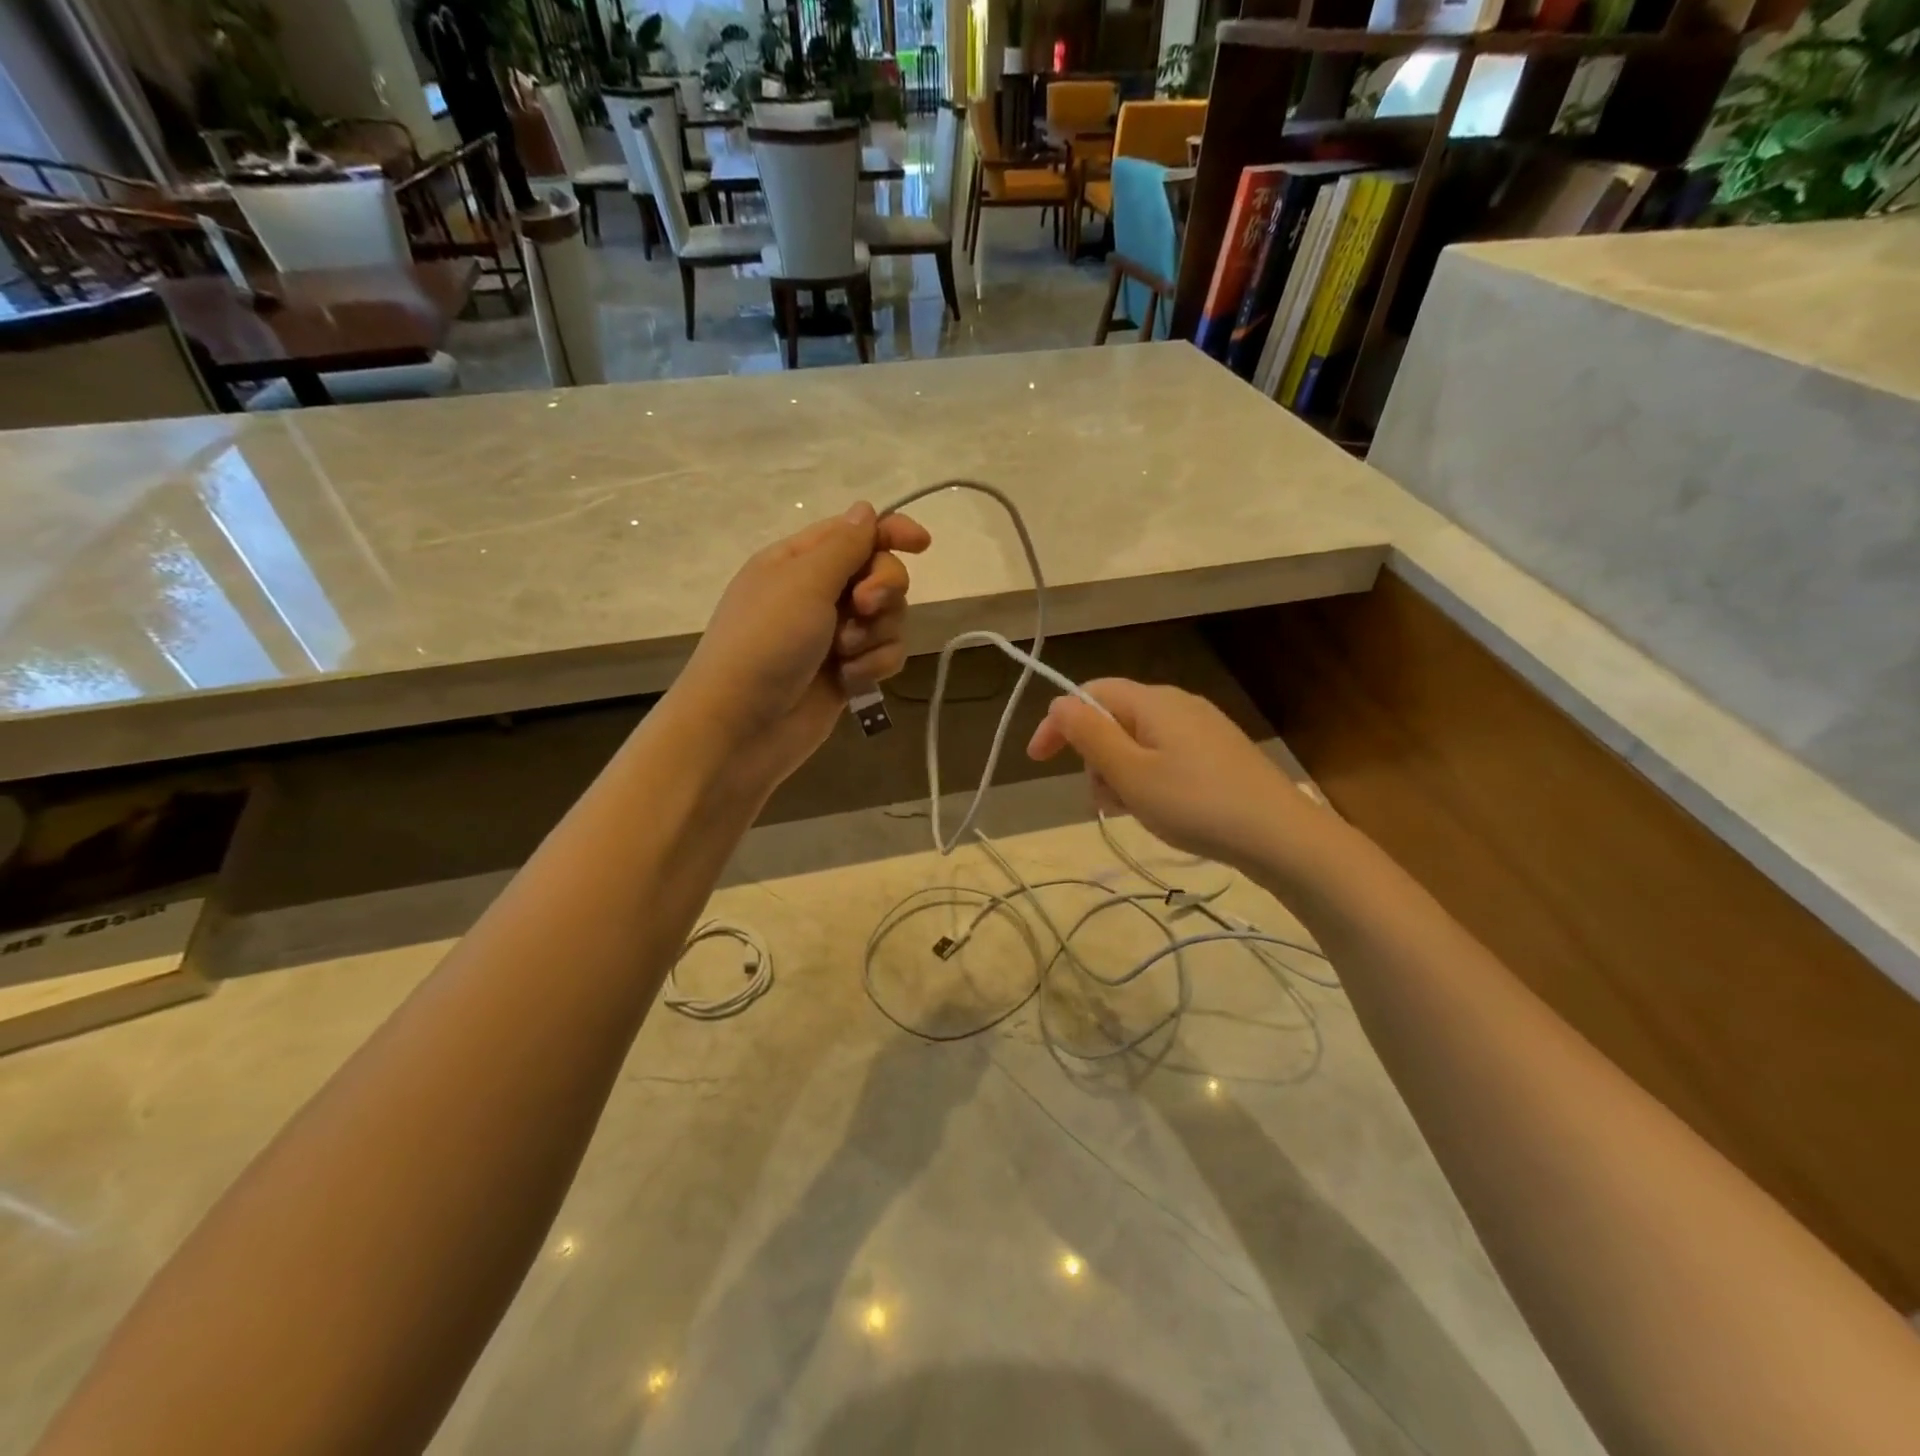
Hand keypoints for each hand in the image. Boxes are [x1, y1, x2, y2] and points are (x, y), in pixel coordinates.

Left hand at [674, 501, 930, 788]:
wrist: (742, 727)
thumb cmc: (765, 643)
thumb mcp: (803, 582)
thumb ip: (844, 546)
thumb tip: (865, 510)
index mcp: (799, 561)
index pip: (856, 533)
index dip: (892, 532)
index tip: (922, 544)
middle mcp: (819, 593)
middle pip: (882, 574)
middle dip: (882, 590)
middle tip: (863, 606)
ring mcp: (834, 635)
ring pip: (890, 619)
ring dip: (875, 635)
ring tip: (845, 654)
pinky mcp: (848, 672)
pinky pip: (885, 655)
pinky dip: (873, 665)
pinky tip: (850, 680)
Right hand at [1026, 679, 1324, 870]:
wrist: (1280, 836)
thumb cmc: (1195, 803)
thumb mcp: (1130, 773)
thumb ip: (1090, 735)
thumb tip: (1060, 702)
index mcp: (1153, 701)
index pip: (1089, 693)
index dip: (1058, 722)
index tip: (1036, 760)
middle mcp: (1177, 703)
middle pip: (1114, 717)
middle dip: (1094, 755)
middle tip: (1104, 799)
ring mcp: (1202, 727)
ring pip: (1138, 740)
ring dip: (1120, 772)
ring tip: (1133, 810)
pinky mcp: (1218, 752)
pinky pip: (1165, 755)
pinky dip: (1148, 778)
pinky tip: (1161, 809)